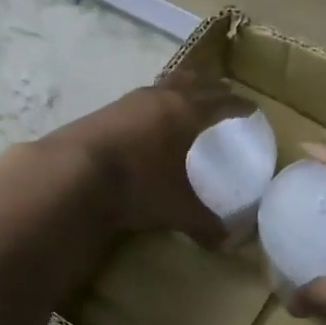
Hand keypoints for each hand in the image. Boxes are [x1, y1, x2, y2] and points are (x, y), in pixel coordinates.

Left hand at [31, 71, 250, 246]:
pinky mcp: (103, 111)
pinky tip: (145, 120)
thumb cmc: (138, 185)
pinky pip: (137, 101)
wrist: (74, 173)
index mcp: (186, 114)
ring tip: (183, 99)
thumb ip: (203, 222)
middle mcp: (159, 99)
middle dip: (210, 87)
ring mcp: (128, 102)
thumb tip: (225, 243)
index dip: (239, 105)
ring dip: (177, 89)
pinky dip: (150, 105)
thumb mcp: (176, 208)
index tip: (251, 107)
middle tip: (222, 92)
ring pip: (162, 86)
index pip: (222, 103)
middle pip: (193, 82)